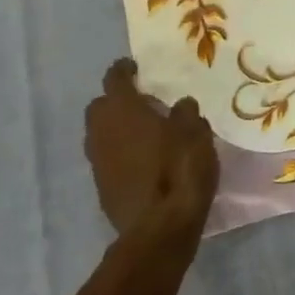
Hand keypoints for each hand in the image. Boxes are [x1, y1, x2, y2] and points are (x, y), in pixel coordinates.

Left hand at [85, 58, 218, 244]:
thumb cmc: (180, 169)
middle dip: (115, 100)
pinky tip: (141, 160)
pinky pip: (106, 158)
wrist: (160, 227)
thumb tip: (180, 104)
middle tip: (142, 102)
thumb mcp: (196, 132)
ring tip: (143, 132)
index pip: (115, 78)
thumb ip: (186, 113)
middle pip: (100, 106)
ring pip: (100, 133)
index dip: (124, 70)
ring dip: (116, 128)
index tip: (136, 67)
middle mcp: (102, 131)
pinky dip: (119, 153)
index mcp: (123, 110)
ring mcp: (98, 161)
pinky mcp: (101, 186)